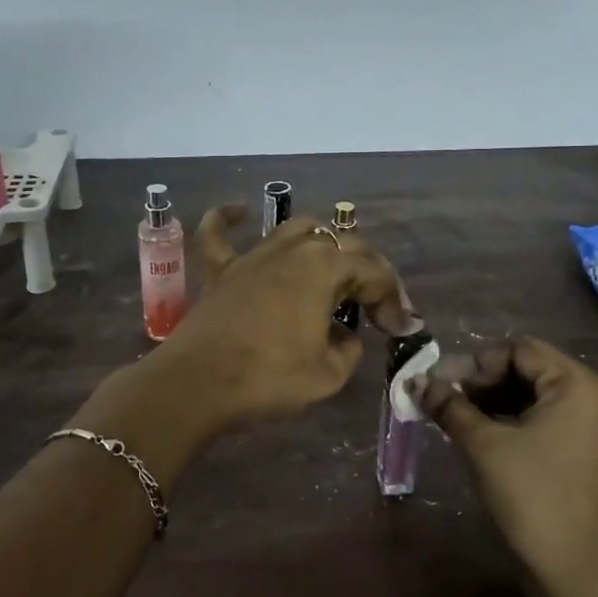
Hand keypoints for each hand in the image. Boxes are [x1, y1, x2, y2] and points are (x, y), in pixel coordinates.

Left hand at [153, 206, 419, 425]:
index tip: (400, 329)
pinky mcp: (220, 271)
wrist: (197, 385)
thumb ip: (347, 349)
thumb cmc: (268, 378)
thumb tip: (343, 337)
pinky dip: (229, 219)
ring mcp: (252, 255)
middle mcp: (291, 249)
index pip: (373, 272)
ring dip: (321, 244)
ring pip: (295, 229)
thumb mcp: (328, 375)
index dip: (392, 299)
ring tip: (333, 267)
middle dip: (367, 271)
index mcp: (324, 267)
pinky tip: (240, 211)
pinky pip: (220, 233)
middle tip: (376, 305)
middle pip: (341, 243)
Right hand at [413, 338, 597, 588]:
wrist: (575, 569)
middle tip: (439, 399)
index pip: (518, 350)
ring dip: (489, 401)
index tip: (439, 384)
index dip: (475, 363)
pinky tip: (473, 433)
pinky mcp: (580, 450)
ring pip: (529, 395)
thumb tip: (415, 382)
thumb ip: (449, 406)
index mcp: (577, 384)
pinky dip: (506, 420)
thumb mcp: (484, 444)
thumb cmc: (532, 495)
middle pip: (525, 370)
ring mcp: (588, 425)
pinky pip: (539, 419)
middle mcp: (590, 396)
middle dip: (479, 382)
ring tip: (449, 416)